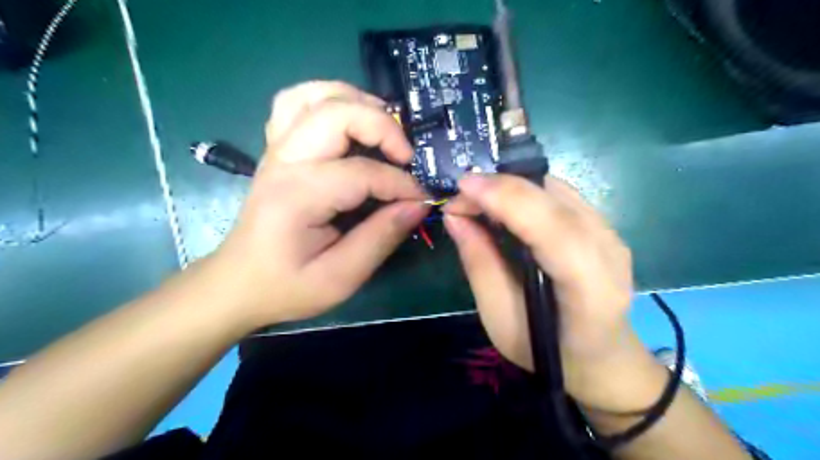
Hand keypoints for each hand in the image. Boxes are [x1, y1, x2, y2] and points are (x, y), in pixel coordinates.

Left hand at [205, 81, 428, 327]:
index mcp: (299, 196)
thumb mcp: (340, 277)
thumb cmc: (287, 286)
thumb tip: (418, 205)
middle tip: (407, 156)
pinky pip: (298, 103)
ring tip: (383, 128)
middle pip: (337, 112)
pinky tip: (349, 123)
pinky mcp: (277, 150)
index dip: (401, 184)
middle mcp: (285, 161)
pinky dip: (329, 101)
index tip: (422, 200)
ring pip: (315, 95)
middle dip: (383, 127)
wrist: (237, 283)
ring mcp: (277, 150)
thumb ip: (381, 238)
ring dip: (356, 102)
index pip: (362, 172)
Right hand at [446, 174, 650, 409]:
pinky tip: (504, 205)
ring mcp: (611, 235)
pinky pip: (561, 195)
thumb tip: (455, 217)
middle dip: (500, 188)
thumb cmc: (547, 350)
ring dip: (511, 187)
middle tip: (461, 196)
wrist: (602, 357)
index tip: (462, 187)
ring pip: (556, 190)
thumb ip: (479, 264)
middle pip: (554, 200)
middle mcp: (609, 252)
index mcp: (589, 289)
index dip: (506, 199)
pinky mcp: (604, 226)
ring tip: (477, 200)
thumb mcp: (500, 318)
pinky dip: (526, 192)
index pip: (553, 228)